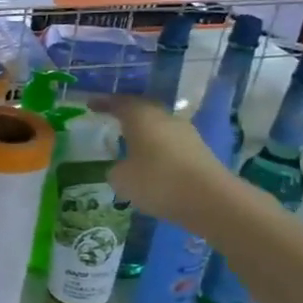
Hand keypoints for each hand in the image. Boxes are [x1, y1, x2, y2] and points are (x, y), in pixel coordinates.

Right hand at [92, 95, 240, 229]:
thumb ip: (115, 169)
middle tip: (112, 119)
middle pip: (143, 109)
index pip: (119, 102)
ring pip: (159, 126)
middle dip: (127, 113)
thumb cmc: (157, 182)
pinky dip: (159, 149)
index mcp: (141, 116)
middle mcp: (164, 118)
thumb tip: (121, 168)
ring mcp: (186, 134)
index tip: (91, 104)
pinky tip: (152, 163)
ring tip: (130, 143)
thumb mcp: (121, 179)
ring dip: (145, 132)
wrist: (211, 200)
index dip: (104, 103)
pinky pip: (171, 143)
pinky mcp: (199, 152)